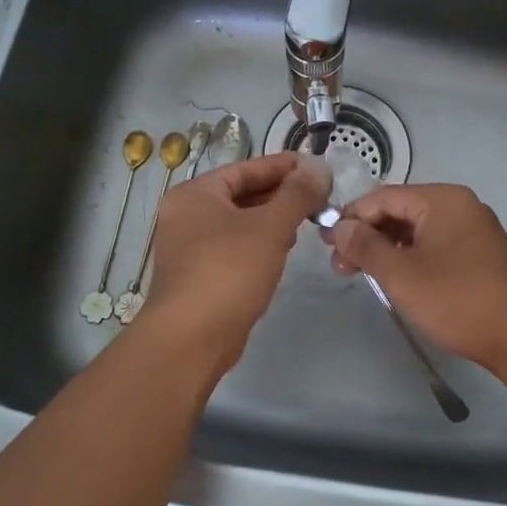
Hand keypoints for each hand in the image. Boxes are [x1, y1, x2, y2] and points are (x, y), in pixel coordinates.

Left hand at [139, 151, 330, 371]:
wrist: (190, 339)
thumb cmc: (228, 271)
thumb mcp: (270, 227)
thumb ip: (297, 194)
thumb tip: (319, 166)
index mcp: (195, 194)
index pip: (246, 169)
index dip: (283, 166)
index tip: (316, 166)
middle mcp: (187, 215)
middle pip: (241, 194)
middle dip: (280, 194)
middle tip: (318, 195)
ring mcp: (190, 248)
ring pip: (239, 222)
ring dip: (272, 219)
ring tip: (307, 220)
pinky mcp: (199, 276)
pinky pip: (235, 247)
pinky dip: (260, 243)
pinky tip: (283, 250)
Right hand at [325, 184, 506, 369]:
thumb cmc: (458, 300)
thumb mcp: (402, 274)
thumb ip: (366, 246)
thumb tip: (340, 227)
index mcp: (442, 199)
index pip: (382, 197)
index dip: (351, 218)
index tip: (326, 245)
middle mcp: (459, 206)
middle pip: (400, 211)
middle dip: (367, 236)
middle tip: (341, 268)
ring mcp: (473, 230)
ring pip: (416, 231)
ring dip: (386, 250)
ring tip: (363, 277)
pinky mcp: (479, 254)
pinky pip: (434, 245)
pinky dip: (410, 258)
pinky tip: (395, 279)